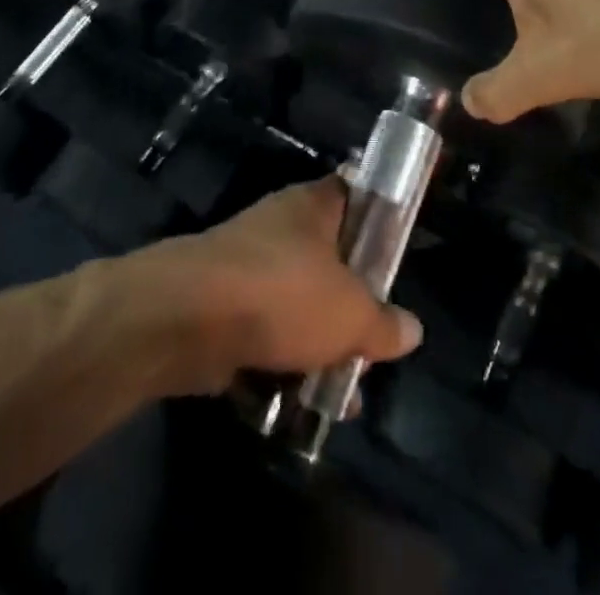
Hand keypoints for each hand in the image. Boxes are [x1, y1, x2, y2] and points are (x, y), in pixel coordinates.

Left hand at [132, 180, 422, 393]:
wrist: (187, 319)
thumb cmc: (283, 294)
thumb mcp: (351, 314)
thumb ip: (384, 324)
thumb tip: (411, 330)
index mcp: (313, 205)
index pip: (354, 194)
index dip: (377, 218)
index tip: (394, 253)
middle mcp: (280, 227)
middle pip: (327, 259)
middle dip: (349, 306)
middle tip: (370, 346)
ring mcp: (246, 265)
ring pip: (294, 302)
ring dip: (315, 345)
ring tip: (340, 393)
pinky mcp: (220, 306)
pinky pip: (262, 333)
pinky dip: (278, 365)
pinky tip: (297, 405)